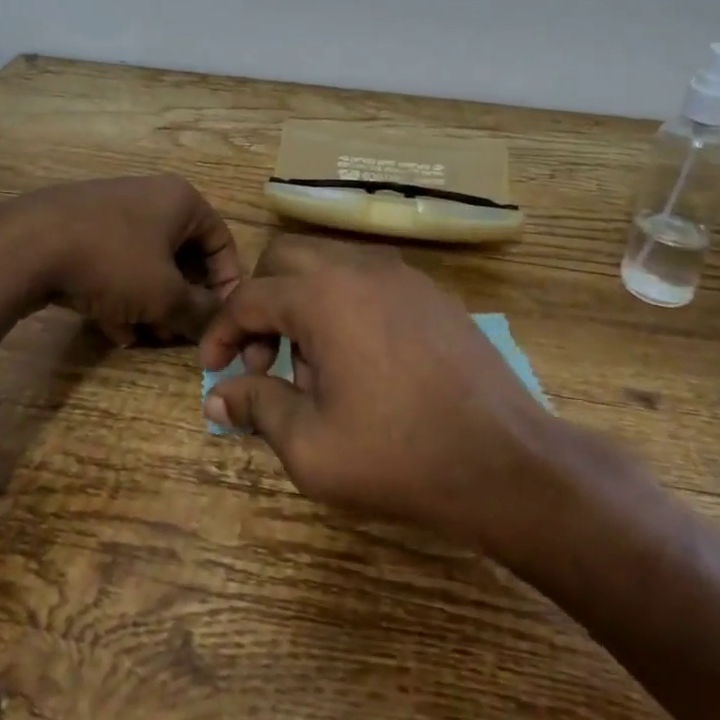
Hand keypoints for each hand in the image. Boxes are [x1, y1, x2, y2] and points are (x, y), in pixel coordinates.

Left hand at [0, 176, 242, 344]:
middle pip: (183, 254)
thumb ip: (198, 312)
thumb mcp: (164, 294)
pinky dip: (121, 294)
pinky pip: (115, 264)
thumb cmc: (112, 261)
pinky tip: (114, 329)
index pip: (222, 241)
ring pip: (147, 263)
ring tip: (146, 338)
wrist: (26, 245)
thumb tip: (218, 326)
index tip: (219, 320)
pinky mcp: (81, 229)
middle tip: (180, 335)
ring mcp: (112, 211)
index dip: (226, 284)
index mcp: (181, 200)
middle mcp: (151, 198)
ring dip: (153, 302)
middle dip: (183, 299)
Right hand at [199, 234, 560, 548]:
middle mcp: (358, 267)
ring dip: (302, 302)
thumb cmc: (399, 456)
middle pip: (284, 259)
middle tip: (263, 360)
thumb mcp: (311, 447)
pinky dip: (343, 304)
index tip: (214, 370)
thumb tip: (220, 395)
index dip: (221, 332)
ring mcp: (401, 274)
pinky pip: (367, 279)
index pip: (248, 297)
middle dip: (260, 303)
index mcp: (322, 296)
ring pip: (327, 264)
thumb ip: (258, 408)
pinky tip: (359, 360)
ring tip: (313, 368)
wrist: (505, 460)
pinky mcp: (430, 291)